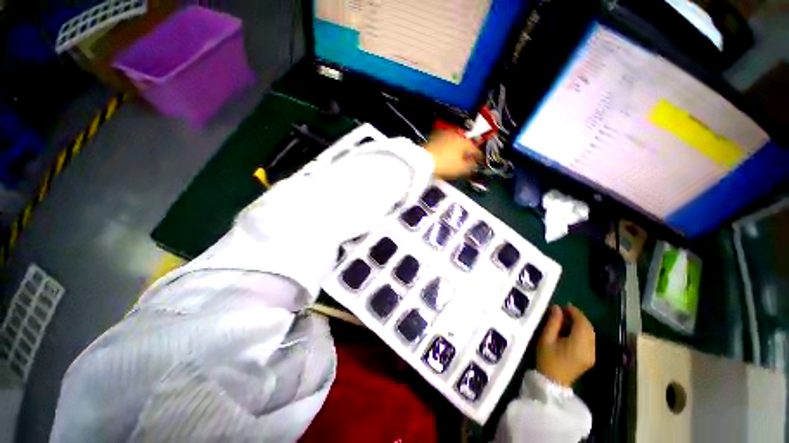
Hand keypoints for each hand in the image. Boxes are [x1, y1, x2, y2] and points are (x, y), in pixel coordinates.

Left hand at [423, 130, 481, 178]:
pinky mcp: (434, 138)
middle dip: (468, 152)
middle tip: (469, 160)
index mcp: (464, 141)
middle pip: (465, 144)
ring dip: (458, 149)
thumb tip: (475, 164)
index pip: (476, 149)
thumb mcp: (461, 169)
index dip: (479, 157)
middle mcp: (455, 135)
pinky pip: (445, 143)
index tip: (479, 162)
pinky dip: (448, 148)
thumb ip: (471, 166)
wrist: (423, 162)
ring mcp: (443, 135)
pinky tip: (446, 155)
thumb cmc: (444, 165)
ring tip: (457, 158)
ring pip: (455, 142)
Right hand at [536, 305, 595, 386]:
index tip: (564, 305)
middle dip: (578, 317)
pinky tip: (571, 330)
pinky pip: (590, 339)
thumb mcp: (546, 339)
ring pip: (591, 333)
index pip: (582, 323)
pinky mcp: (590, 358)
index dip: (575, 312)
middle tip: (564, 310)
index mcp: (579, 344)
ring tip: (567, 318)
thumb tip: (557, 308)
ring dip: (581, 324)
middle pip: (589, 328)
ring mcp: (592, 354)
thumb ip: (553, 322)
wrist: (553, 382)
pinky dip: (582, 331)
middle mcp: (590, 349)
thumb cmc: (546, 359)